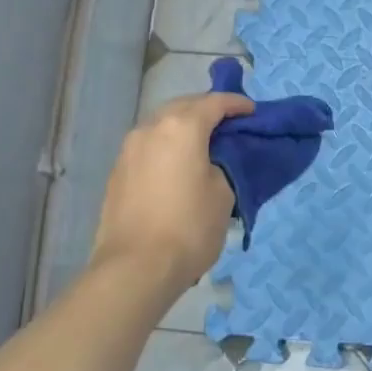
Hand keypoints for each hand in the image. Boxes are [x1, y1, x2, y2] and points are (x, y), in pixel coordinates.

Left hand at [92, 91, 253, 292]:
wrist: (135, 268)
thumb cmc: (189, 227)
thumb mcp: (223, 194)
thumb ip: (223, 165)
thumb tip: (213, 162)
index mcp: (181, 127)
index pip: (214, 102)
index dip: (237, 104)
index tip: (253, 112)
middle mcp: (150, 128)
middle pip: (183, 106)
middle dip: (207, 110)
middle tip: (229, 125)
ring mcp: (129, 149)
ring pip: (162, 125)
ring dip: (184, 128)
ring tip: (204, 145)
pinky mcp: (118, 172)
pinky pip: (149, 146)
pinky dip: (167, 147)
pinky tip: (178, 166)